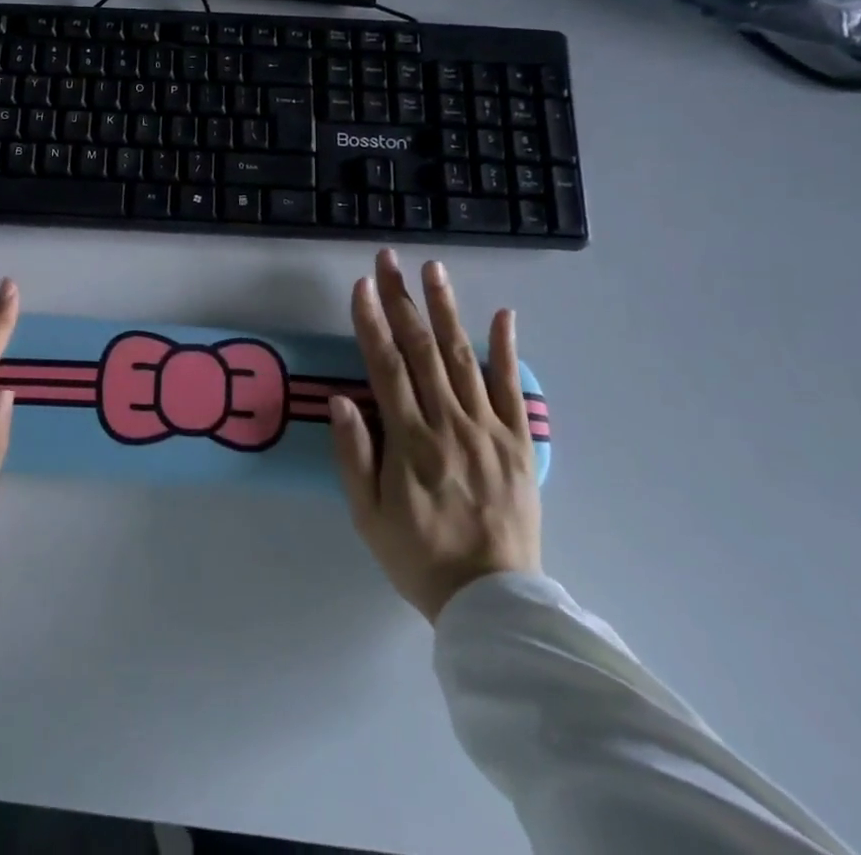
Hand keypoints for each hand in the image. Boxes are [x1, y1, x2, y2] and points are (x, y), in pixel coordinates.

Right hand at [330, 249, 541, 620]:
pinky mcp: (518, 442)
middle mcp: (448, 425)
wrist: (493, 601)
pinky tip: (502, 314)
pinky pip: (512, 389)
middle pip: (421, 350)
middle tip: (389, 260)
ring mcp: (488, 431)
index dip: (371, 323)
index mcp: (409, 443)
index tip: (361, 286)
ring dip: (446, 309)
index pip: (385, 368)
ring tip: (434, 269)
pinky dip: (506, 349)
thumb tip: (342, 399)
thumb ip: (354, 456)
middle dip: (402, 300)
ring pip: (463, 357)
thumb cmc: (418, 555)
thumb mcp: (367, 516)